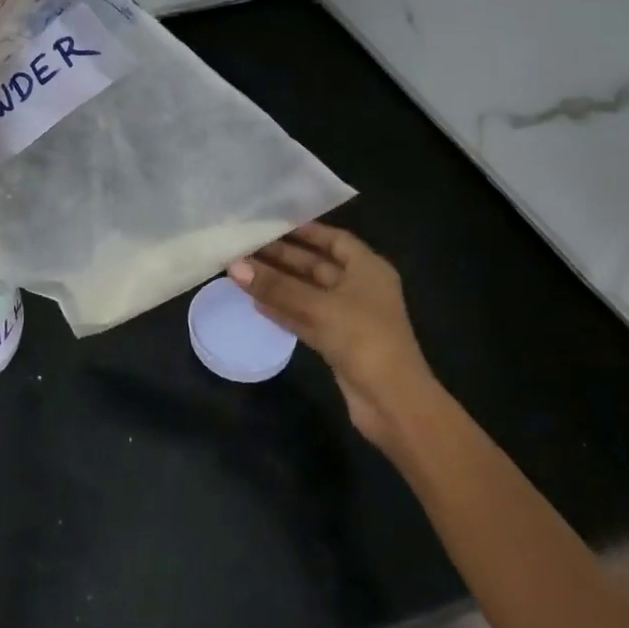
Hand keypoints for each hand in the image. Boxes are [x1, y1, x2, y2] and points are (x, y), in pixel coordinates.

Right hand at [229, 224, 438, 450]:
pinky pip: (305, 317)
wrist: (394, 403)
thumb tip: (234, 266)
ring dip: (278, 284)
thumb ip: (276, 286)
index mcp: (368, 269)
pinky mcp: (337, 343)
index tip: (271, 224)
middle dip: (283, 257)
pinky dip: (283, 309)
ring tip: (242, 272)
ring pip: (307, 292)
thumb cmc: (364, 339)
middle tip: (245, 247)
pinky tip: (256, 303)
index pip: (334, 239)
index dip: (305, 230)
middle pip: (316, 265)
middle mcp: (360, 288)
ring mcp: (348, 317)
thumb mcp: (319, 307)